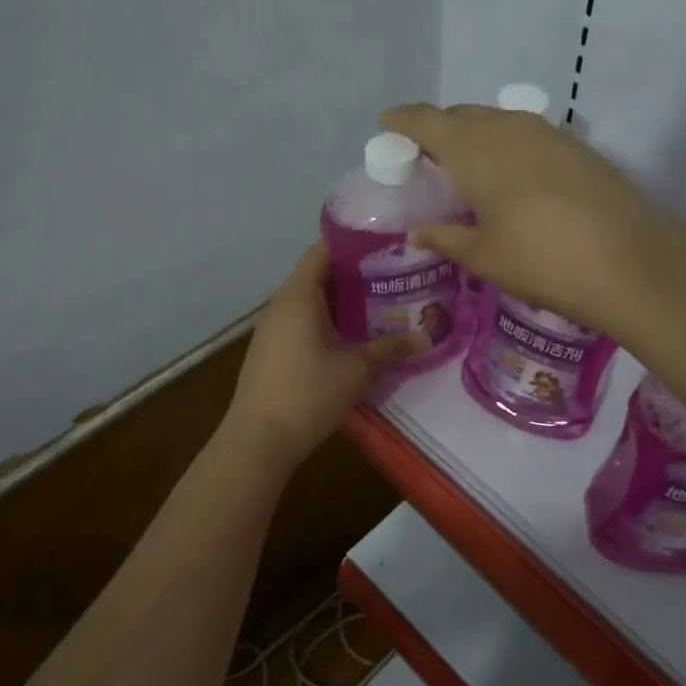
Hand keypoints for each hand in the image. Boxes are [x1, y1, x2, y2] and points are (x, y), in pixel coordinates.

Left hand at [224, 243, 417, 467]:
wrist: (259, 440)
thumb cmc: (309, 393)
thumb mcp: (357, 370)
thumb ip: (391, 349)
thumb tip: (427, 337)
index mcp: (299, 295)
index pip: (322, 251)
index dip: (352, 245)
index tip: (383, 248)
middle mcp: (281, 304)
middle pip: (316, 275)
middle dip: (352, 275)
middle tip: (390, 278)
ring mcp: (271, 328)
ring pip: (308, 301)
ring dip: (338, 301)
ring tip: (376, 306)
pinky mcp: (269, 351)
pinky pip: (299, 322)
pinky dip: (324, 321)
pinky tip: (348, 339)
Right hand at [380, 103, 685, 340]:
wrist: (633, 263)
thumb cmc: (543, 261)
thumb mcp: (485, 257)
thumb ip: (446, 238)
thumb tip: (418, 233)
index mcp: (474, 148)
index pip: (425, 120)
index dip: (401, 122)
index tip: (387, 129)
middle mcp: (508, 126)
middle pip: (461, 115)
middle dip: (439, 131)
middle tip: (429, 162)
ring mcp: (548, 132)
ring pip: (497, 120)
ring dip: (476, 136)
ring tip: (470, 171)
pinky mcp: (577, 146)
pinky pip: (527, 133)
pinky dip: (508, 146)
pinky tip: (514, 178)